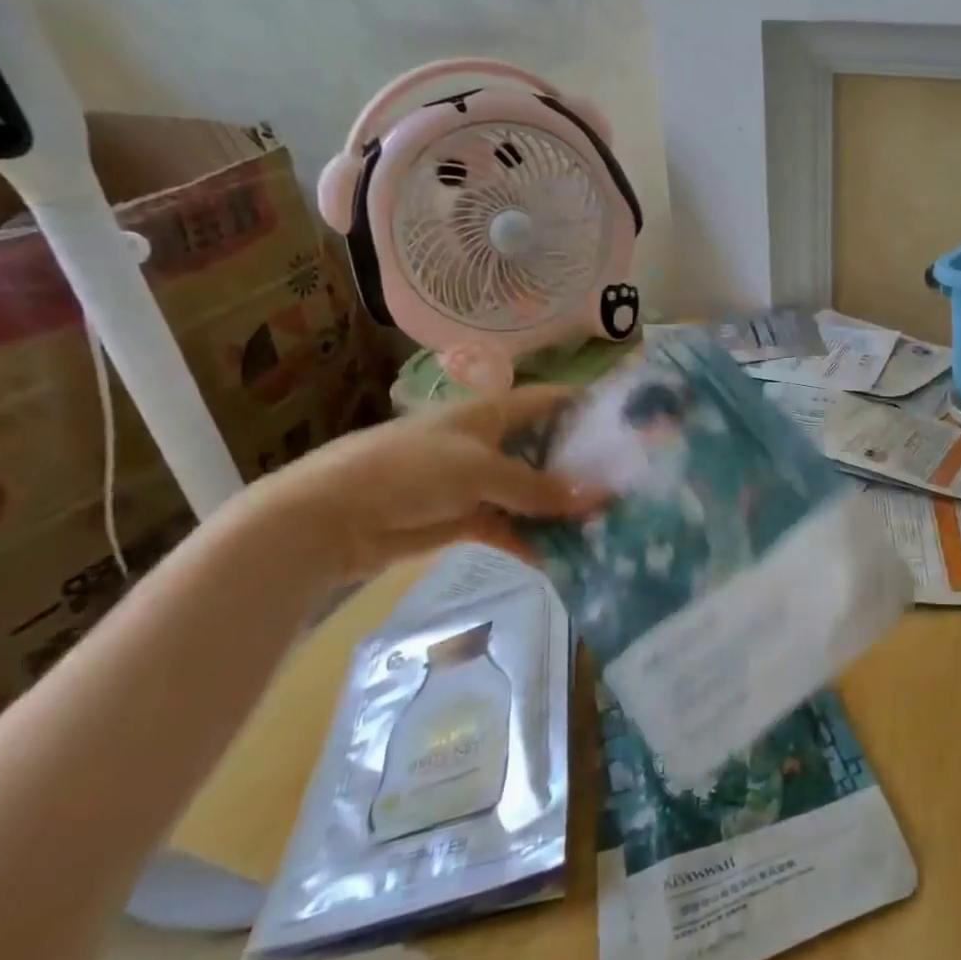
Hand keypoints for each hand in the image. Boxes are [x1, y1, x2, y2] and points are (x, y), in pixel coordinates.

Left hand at [253, 386, 604, 582]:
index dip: (588, 408)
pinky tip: (561, 558)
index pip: (550, 401)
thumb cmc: (407, 471)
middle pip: (547, 450)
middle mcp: (490, 443)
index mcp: (491, 413)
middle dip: (583, 467)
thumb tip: (595, 497)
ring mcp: (477, 482)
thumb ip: (536, 486)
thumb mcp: (479, 470)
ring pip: (531, 493)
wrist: (330, 517)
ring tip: (604, 525)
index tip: (630, 424)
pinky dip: (531, 541)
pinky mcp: (464, 519)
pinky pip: (509, 528)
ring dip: (560, 509)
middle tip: (627, 485)